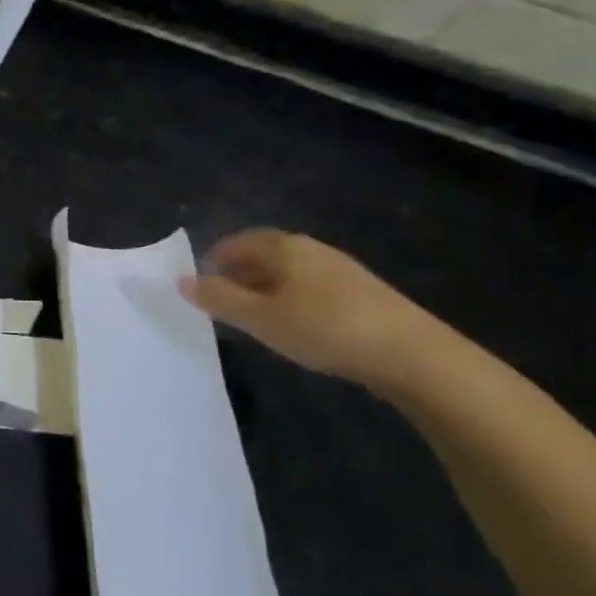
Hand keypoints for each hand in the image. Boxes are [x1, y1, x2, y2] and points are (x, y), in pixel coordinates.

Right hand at [178, 229, 456, 394]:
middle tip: (222, 303)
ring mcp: (340, 269)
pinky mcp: (361, 293)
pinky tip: (295, 325)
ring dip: (265, 288)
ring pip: (289, 271)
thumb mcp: (262, 319)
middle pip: (264, 253)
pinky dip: (291, 298)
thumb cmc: (325, 328)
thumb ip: (219, 299)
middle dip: (239, 274)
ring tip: (254, 317)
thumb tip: (182, 280)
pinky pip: (311, 286)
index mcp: (284, 246)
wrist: (413, 354)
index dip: (215, 260)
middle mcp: (310, 248)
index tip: (201, 284)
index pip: (238, 241)